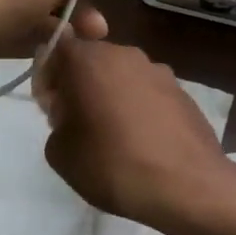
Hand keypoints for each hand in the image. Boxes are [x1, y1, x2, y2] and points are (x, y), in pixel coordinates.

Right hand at [34, 36, 232, 227]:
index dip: (48, 76)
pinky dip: (139, 109)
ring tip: (114, 137)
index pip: (57, 48)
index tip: (52, 108)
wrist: (186, 187)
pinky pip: (148, 94)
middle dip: (80, 85)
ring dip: (111, 96)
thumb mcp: (59, 153)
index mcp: (88, 60)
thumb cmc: (112, 165)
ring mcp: (159, 71)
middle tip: (78, 123)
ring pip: (122, 76)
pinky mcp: (183, 92)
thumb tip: (72, 117)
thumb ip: (56, 123)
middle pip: (91, 60)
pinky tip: (142, 143)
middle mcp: (124, 55)